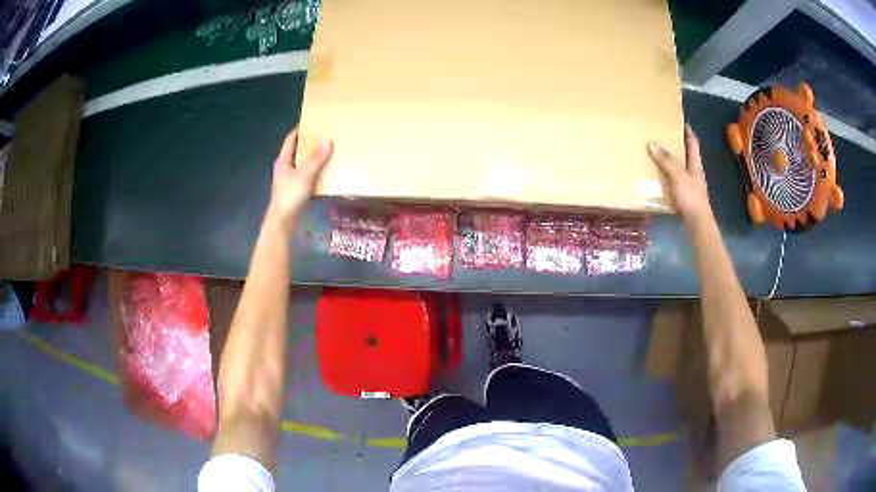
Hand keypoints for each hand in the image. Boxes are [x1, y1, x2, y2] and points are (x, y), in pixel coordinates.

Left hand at [267, 127, 332, 231]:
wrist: (283, 222)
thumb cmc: (290, 197)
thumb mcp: (304, 175)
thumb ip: (315, 159)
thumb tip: (327, 140)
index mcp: (283, 161)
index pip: (290, 140)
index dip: (299, 130)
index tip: (311, 121)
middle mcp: (285, 169)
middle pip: (296, 151)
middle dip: (308, 144)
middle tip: (323, 135)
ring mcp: (289, 181)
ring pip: (302, 164)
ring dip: (313, 158)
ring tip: (327, 151)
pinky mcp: (295, 191)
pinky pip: (306, 176)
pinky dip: (315, 172)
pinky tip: (326, 172)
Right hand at [647, 125, 712, 227]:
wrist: (698, 224)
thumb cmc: (691, 198)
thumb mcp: (678, 177)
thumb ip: (666, 161)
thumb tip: (652, 144)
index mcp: (695, 164)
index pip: (693, 142)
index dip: (687, 131)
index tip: (678, 121)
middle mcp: (694, 172)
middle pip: (687, 154)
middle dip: (676, 144)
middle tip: (663, 136)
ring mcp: (690, 185)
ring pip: (680, 168)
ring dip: (671, 161)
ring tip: (657, 154)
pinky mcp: (685, 196)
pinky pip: (675, 181)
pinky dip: (667, 176)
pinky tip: (658, 177)